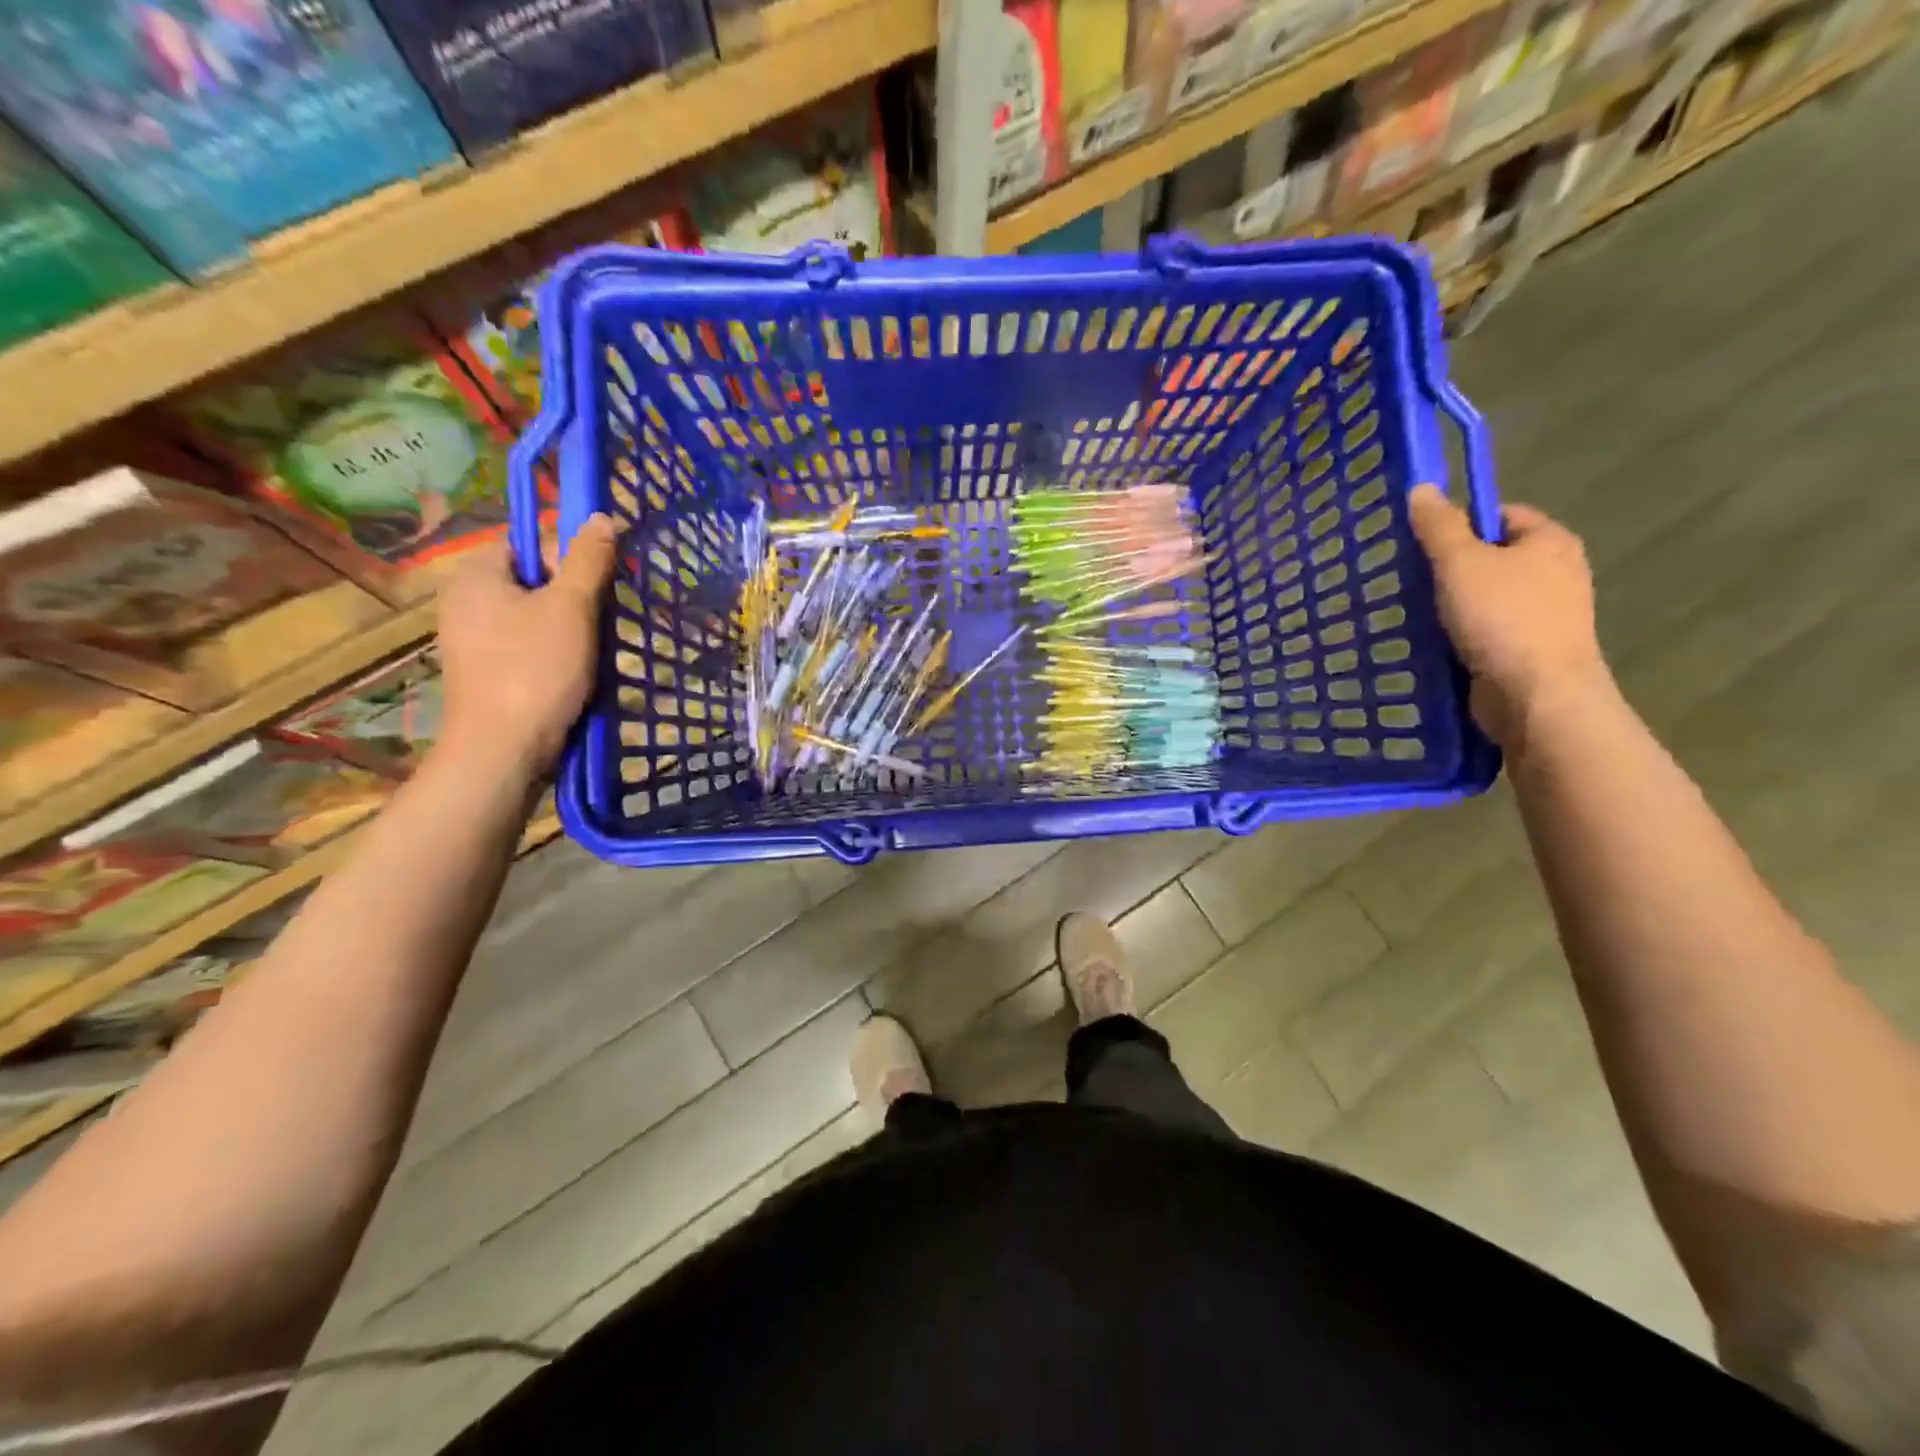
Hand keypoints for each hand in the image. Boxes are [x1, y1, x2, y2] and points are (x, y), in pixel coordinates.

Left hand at [435, 516, 618, 776]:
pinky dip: (555, 654)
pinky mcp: (486, 671)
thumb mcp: (572, 608)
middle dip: (576, 599)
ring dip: (572, 629)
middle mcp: (465, 600)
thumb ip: (589, 560)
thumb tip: (602, 517)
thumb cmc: (535, 670)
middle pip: (536, 580)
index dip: (570, 559)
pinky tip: (575, 675)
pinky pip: (528, 646)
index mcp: (476, 574)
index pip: (530, 542)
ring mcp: (472, 639)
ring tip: (592, 653)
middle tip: (600, 624)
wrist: (502, 751)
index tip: (598, 589)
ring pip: (536, 615)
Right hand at [1407, 484, 1608, 750]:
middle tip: (1410, 577)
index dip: (1461, 523)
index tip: (1422, 542)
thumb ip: (1439, 526)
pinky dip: (1461, 634)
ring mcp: (1545, 616)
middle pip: (1492, 557)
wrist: (1536, 695)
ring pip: (1487, 597)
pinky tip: (1433, 642)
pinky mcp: (1529, 651)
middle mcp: (1556, 573)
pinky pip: (1487, 631)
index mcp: (1550, 542)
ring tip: (1414, 612)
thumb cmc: (1503, 619)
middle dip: (1451, 567)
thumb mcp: (1461, 563)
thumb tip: (1422, 488)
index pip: (1502, 515)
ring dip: (1452, 605)